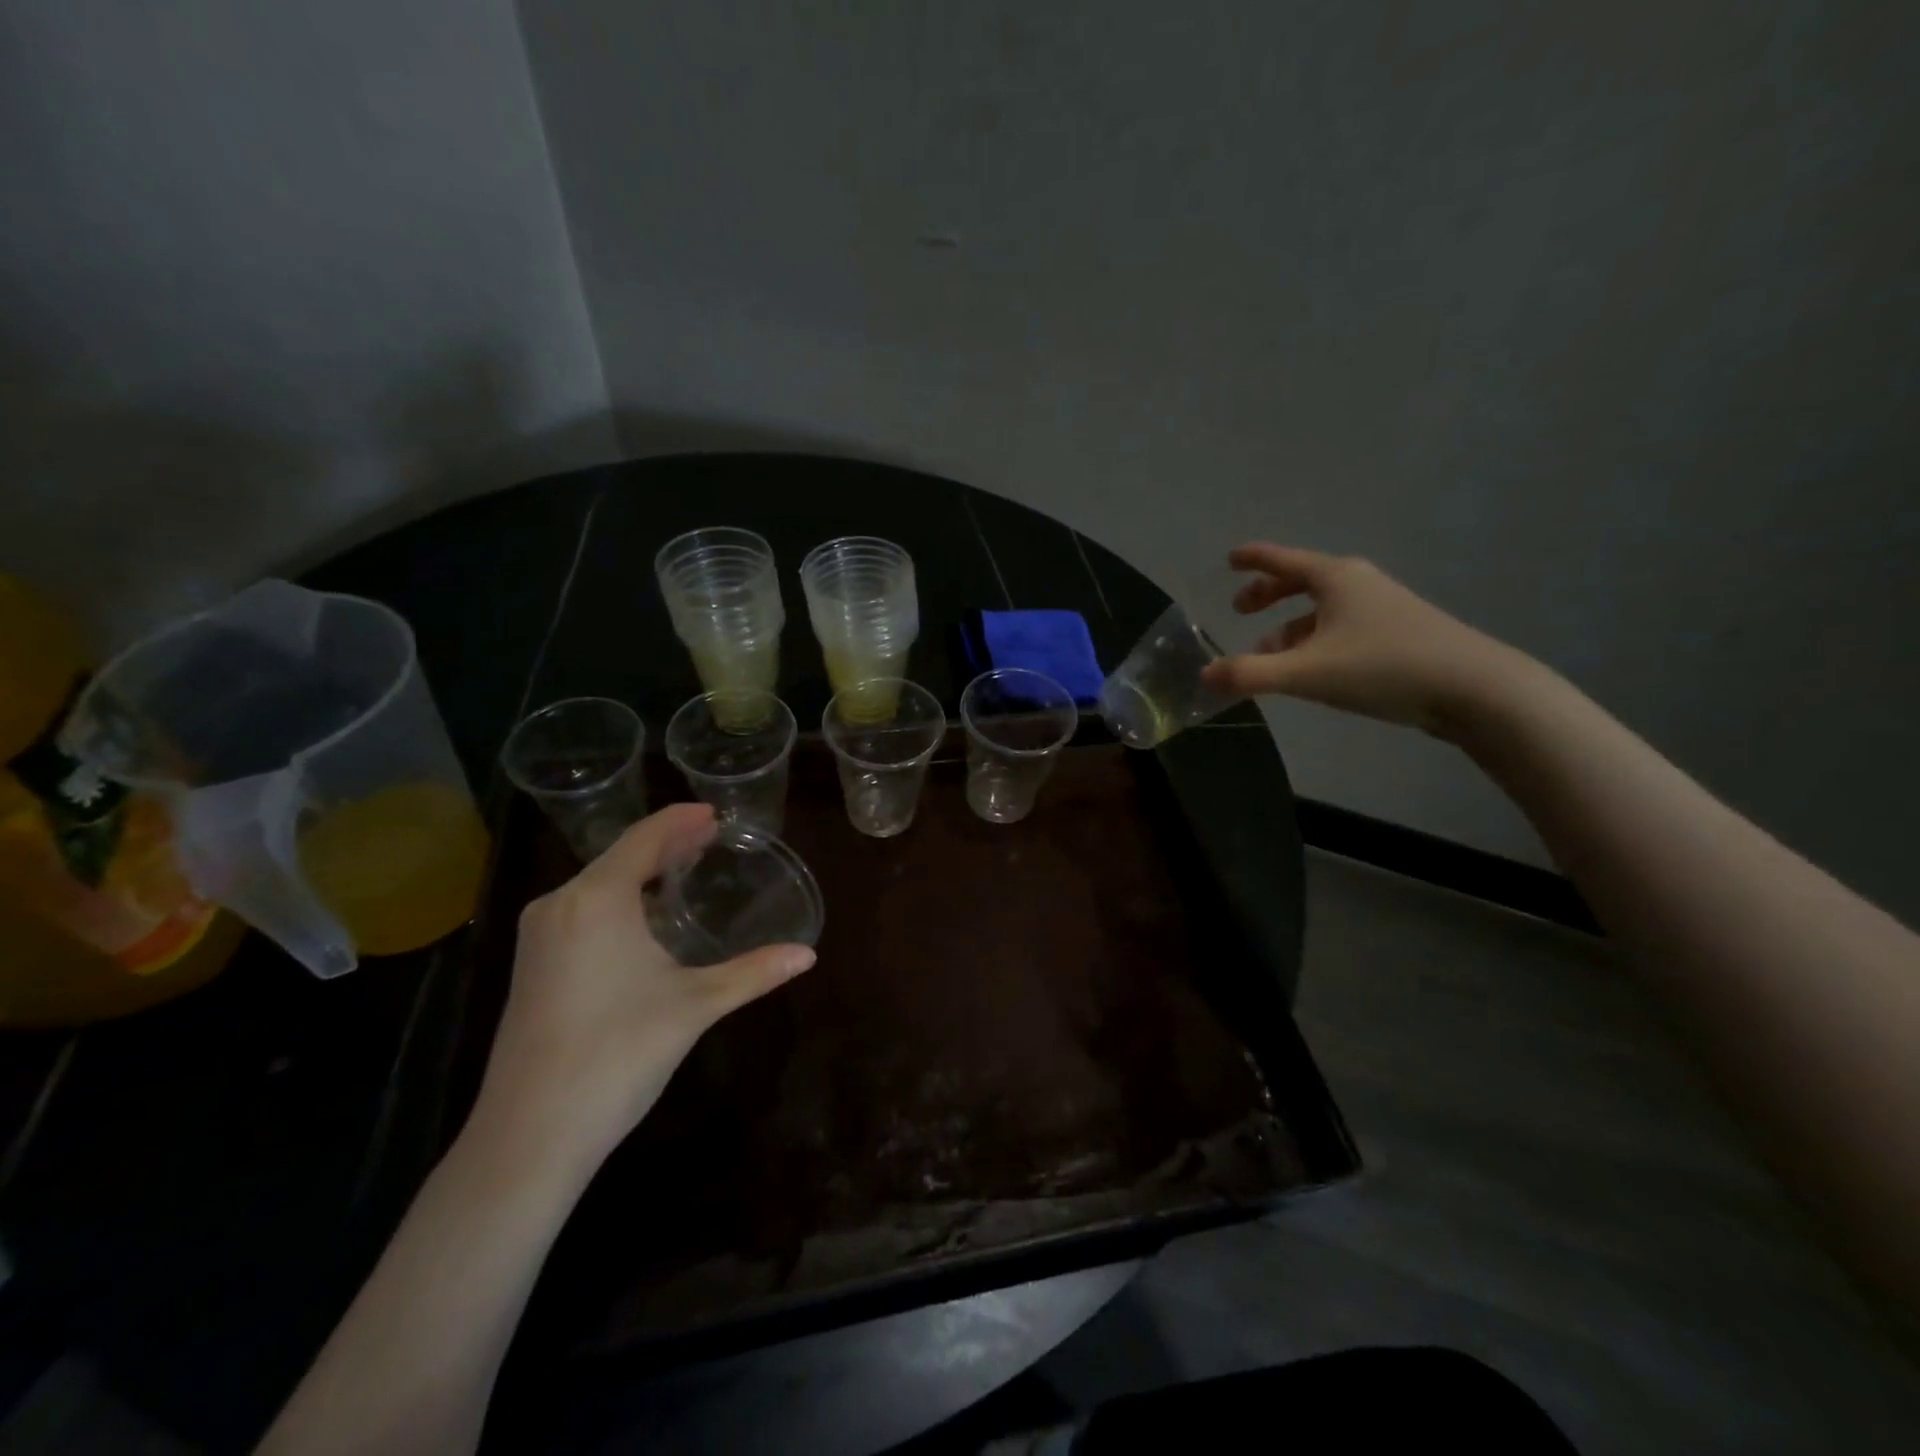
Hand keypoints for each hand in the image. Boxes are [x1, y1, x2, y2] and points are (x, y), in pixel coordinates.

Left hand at [465, 803, 814, 1175]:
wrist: (529, 1135)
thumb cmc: (618, 1054)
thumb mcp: (695, 1006)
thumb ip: (753, 973)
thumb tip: (809, 955)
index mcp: (596, 899)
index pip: (645, 838)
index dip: (681, 820)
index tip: (715, 813)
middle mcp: (560, 904)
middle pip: (620, 856)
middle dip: (666, 844)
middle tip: (710, 838)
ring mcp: (539, 936)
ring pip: (597, 884)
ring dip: (641, 872)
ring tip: (683, 869)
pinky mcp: (532, 965)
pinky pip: (581, 910)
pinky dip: (619, 899)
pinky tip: (644, 918)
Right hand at [1199, 543, 1535, 738]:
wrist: (1474, 689)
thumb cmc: (1382, 667)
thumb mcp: (1306, 673)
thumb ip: (1250, 674)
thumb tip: (1205, 676)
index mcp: (1335, 578)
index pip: (1282, 560)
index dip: (1253, 559)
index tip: (1230, 558)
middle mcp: (1358, 585)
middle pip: (1302, 581)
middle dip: (1268, 595)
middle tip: (1241, 610)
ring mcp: (1383, 609)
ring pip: (1322, 610)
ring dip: (1289, 627)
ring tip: (1267, 653)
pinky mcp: (1398, 635)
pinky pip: (1341, 628)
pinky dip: (1315, 641)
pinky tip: (1311, 669)